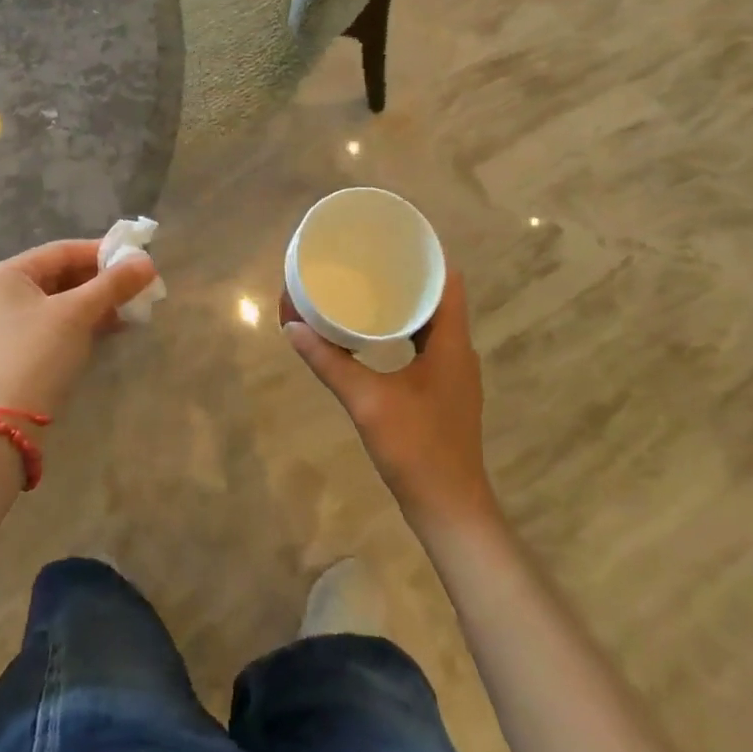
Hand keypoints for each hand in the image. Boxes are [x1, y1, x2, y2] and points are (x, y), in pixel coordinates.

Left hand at [0, 239, 157, 417]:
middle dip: (103, 280)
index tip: (138, 259)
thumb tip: (148, 262)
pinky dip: (85, 321)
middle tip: (139, 284)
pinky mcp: (20, 348)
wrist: (5, 426)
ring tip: (133, 306)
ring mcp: (9, 322)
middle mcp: (3, 292)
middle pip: (63, 274)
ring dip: (98, 302)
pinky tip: (115, 325)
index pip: (62, 251)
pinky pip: (58, 322)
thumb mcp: (78, 313)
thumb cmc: (37, 355)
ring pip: (63, 300)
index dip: (102, 252)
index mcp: (7, 273)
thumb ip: (114, 284)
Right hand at [284, 271, 499, 532]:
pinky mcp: (445, 392)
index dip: (426, 256)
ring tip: (368, 289)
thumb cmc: (416, 448)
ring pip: (433, 324)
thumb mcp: (367, 401)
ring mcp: (455, 374)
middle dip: (407, 278)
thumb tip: (293, 326)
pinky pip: (428, 346)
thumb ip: (330, 362)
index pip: (449, 281)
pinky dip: (405, 333)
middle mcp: (459, 351)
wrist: (450, 510)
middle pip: (439, 299)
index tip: (393, 241)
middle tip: (369, 262)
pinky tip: (377, 337)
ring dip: (406, 306)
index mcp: (452, 343)